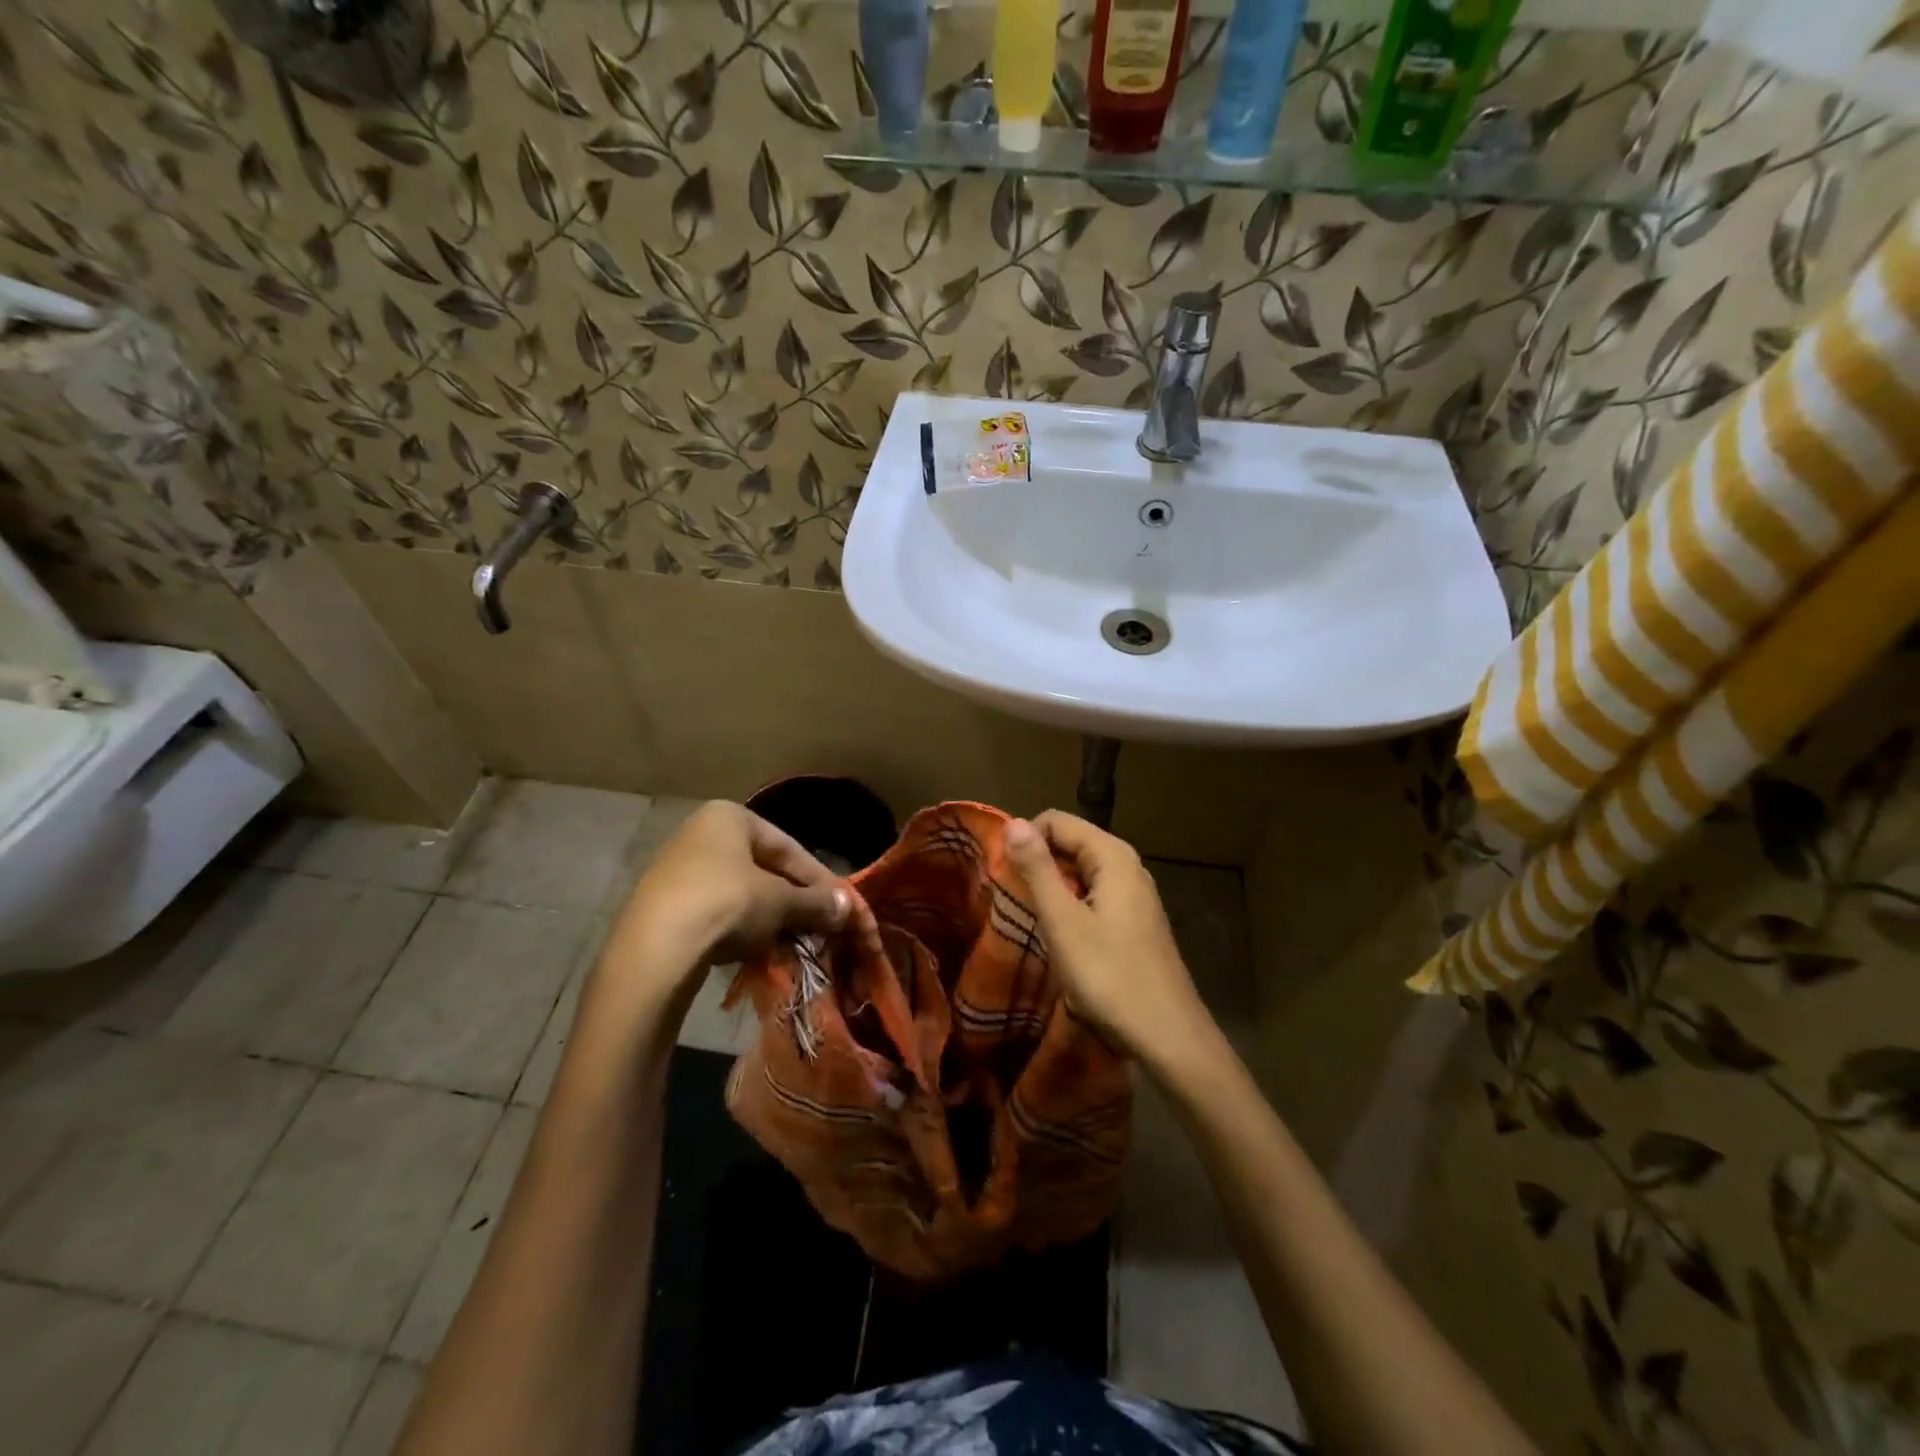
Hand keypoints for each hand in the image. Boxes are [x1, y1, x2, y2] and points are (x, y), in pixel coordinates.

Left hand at [609, 801, 848, 998]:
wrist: (654, 952)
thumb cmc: (726, 905)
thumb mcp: (779, 902)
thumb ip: (815, 902)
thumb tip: (848, 907)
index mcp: (730, 816)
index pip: (790, 847)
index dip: (820, 880)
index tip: (843, 906)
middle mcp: (701, 833)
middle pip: (764, 868)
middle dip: (795, 899)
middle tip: (821, 925)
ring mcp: (678, 869)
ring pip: (741, 892)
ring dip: (770, 917)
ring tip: (793, 941)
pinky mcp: (664, 905)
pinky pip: (716, 912)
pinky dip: (740, 928)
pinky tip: (755, 950)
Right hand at [1004, 811, 1209, 1063]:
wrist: (1168, 1035)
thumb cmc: (1110, 975)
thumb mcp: (1063, 921)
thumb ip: (1038, 869)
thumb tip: (1014, 822)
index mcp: (1112, 856)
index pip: (1057, 821)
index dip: (1025, 840)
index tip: (1003, 875)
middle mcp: (1128, 865)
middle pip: (1071, 842)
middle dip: (1038, 862)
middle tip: (1012, 899)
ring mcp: (1135, 893)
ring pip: (1082, 870)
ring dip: (1053, 886)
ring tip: (1031, 917)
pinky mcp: (1136, 920)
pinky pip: (1095, 894)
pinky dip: (1072, 904)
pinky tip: (1061, 935)